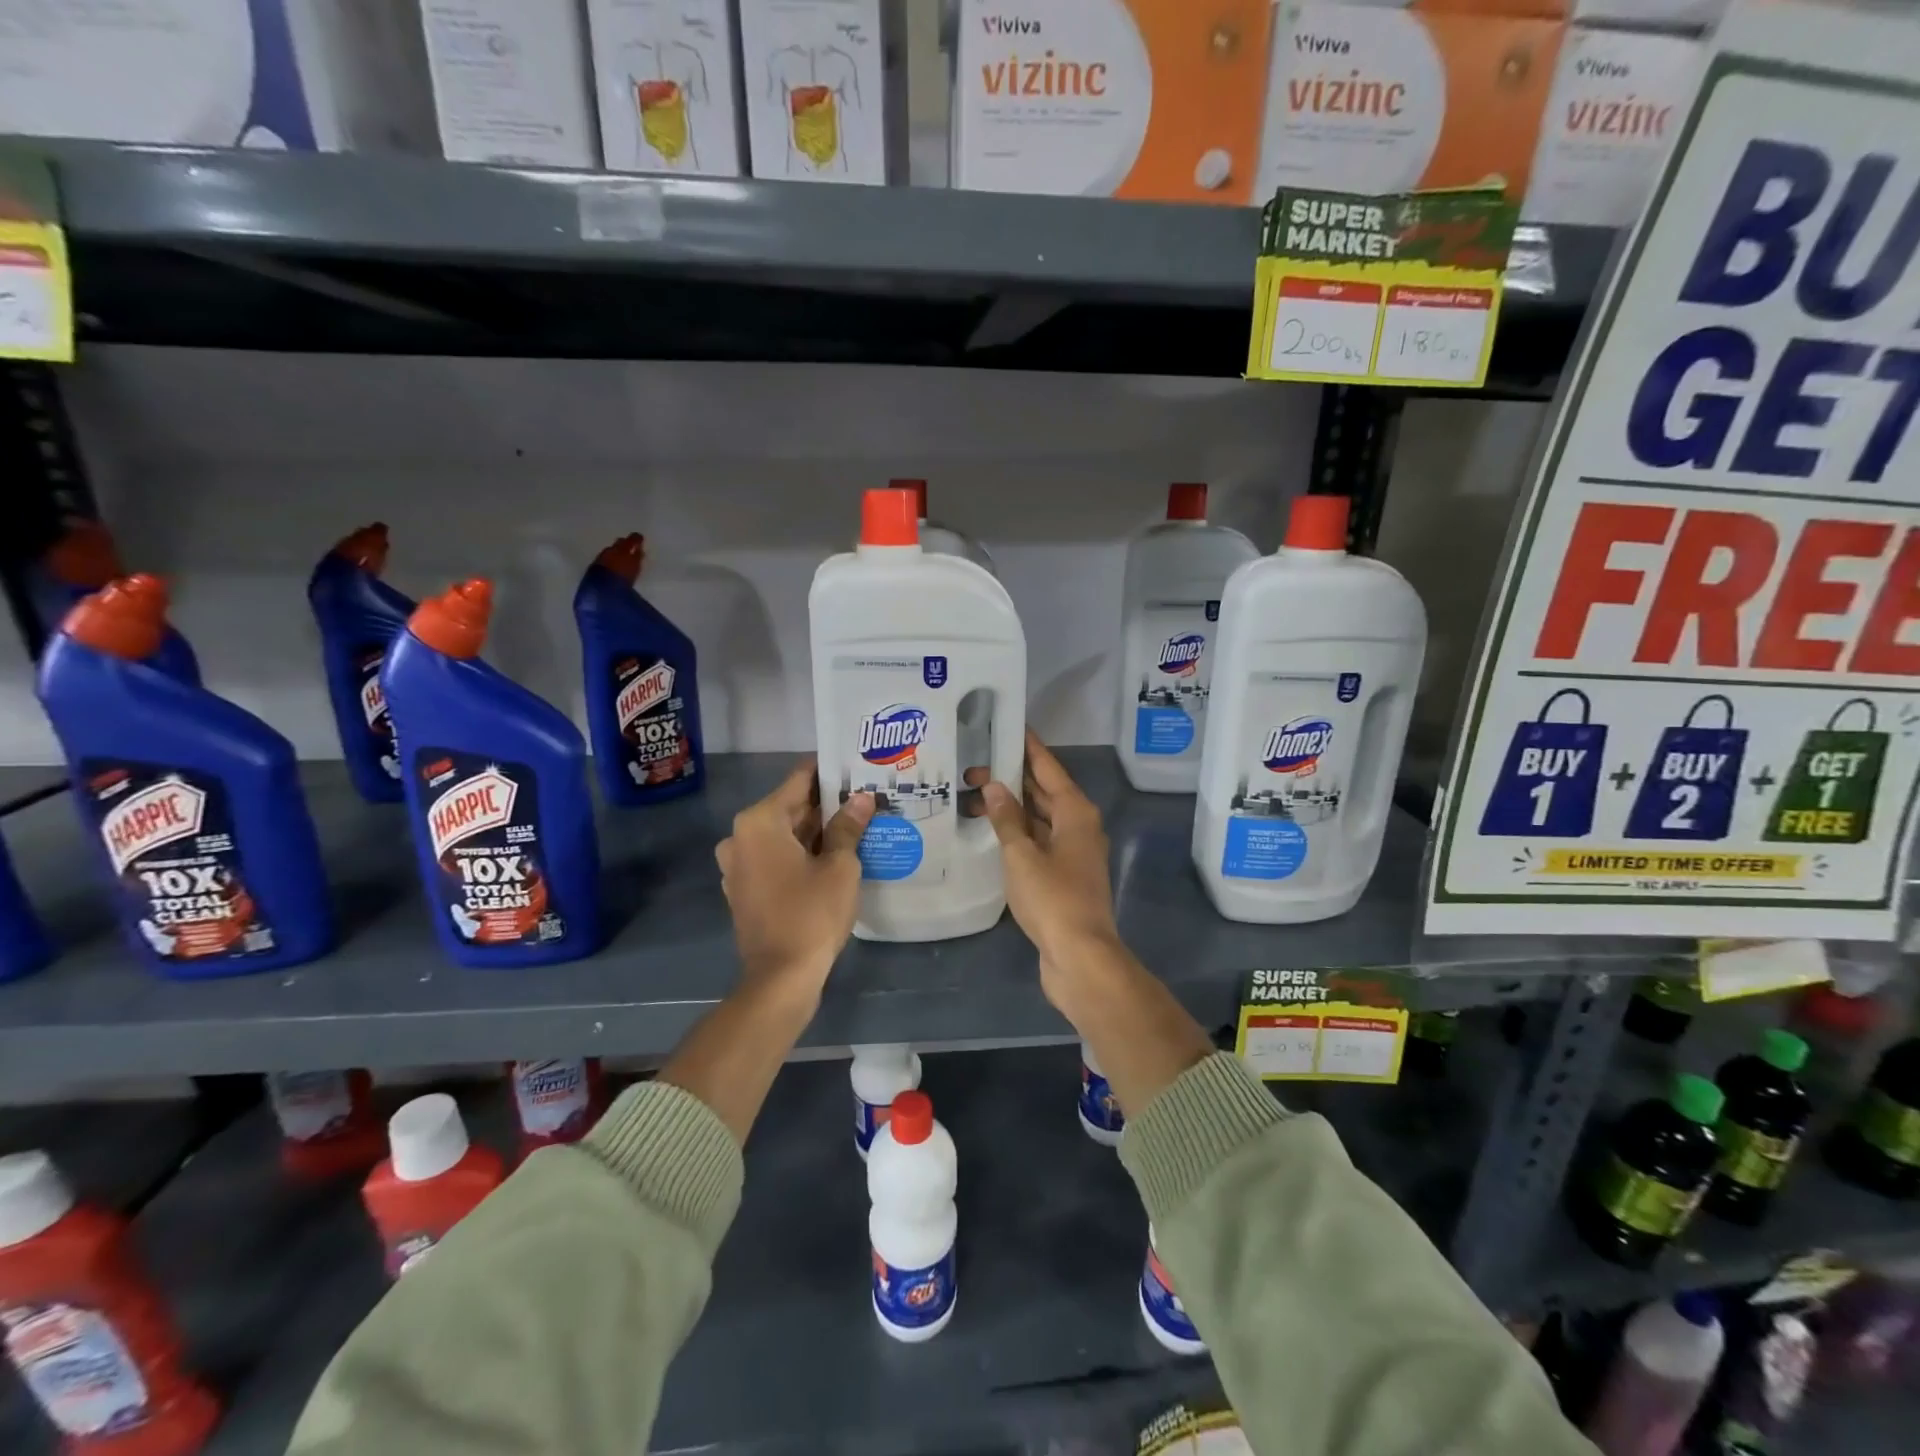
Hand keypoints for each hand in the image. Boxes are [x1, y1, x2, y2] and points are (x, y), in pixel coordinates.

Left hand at [715, 761, 873, 1001]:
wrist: (781, 978)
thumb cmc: (811, 914)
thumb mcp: (839, 866)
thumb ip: (848, 827)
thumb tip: (862, 799)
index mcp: (759, 821)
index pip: (799, 780)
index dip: (829, 772)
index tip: (856, 766)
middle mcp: (740, 836)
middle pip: (790, 807)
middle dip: (826, 803)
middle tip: (865, 795)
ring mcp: (739, 865)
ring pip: (784, 834)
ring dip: (816, 830)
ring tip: (857, 822)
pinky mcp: (745, 888)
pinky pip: (776, 857)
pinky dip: (801, 853)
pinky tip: (834, 854)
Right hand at [982, 732, 1122, 996]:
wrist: (1080, 957)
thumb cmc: (1053, 899)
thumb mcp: (1022, 855)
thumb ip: (1007, 819)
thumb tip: (995, 787)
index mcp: (1076, 812)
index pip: (1048, 768)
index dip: (1028, 747)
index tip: (1007, 726)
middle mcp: (1079, 826)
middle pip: (1043, 792)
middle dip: (1011, 778)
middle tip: (972, 767)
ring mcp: (1073, 853)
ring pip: (1039, 818)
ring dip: (1011, 809)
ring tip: (971, 798)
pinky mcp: (1063, 876)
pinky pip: (1038, 842)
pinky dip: (1016, 834)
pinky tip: (990, 833)